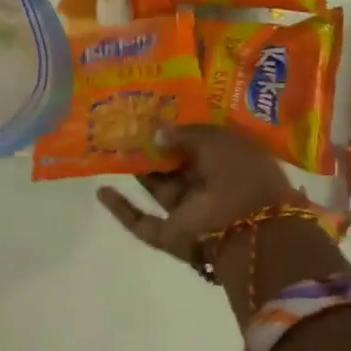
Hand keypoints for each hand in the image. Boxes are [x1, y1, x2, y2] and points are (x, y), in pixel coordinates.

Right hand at [96, 125, 294, 265]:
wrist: (250, 228)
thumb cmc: (240, 173)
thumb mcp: (215, 140)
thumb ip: (184, 134)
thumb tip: (157, 132)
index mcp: (229, 161)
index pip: (200, 143)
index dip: (178, 130)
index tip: (152, 114)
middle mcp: (210, 186)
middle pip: (176, 166)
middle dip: (153, 150)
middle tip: (125, 129)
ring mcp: (189, 212)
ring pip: (159, 189)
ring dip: (138, 172)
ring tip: (110, 149)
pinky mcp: (170, 235)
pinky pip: (141, 222)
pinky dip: (121, 209)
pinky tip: (101, 191)